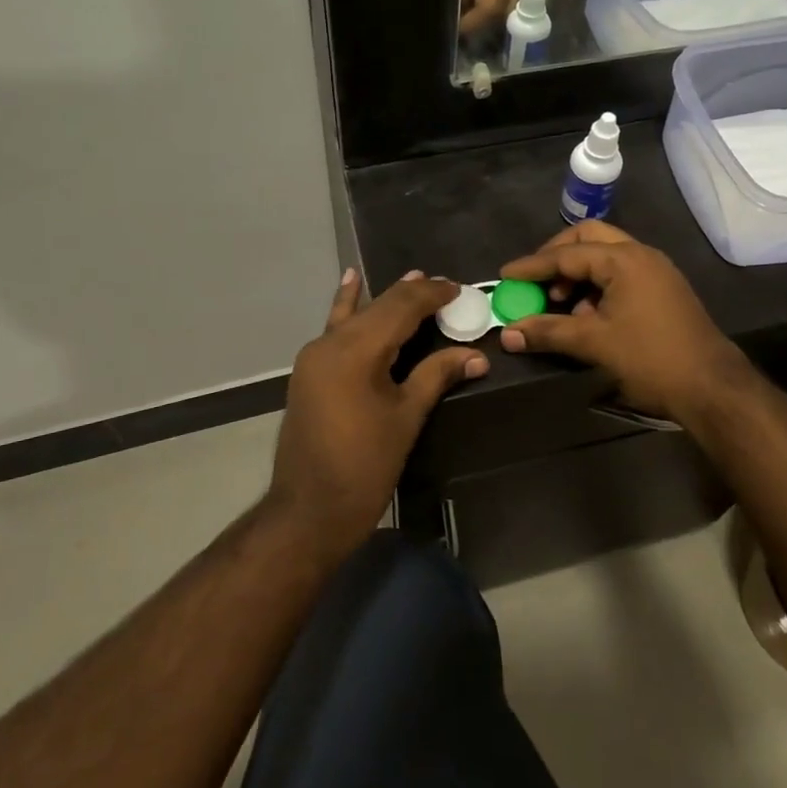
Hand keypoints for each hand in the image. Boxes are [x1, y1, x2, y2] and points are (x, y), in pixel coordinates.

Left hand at [268, 269, 488, 560]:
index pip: (401, 307)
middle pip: (378, 307)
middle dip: (412, 295)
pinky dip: (349, 307)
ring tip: (411, 276)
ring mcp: (314, 355)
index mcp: (356, 350)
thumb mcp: (406, 418)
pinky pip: (335, 328)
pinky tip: (350, 283)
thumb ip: (437, 375)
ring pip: (356, 314)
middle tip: (444, 287)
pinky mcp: (309, 370)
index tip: (459, 289)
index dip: (431, 295)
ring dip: (385, 299)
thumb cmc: (364, 466)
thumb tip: (477, 355)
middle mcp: (330, 342)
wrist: (309, 510)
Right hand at [498, 222, 752, 425]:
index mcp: (623, 259)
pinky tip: (588, 315)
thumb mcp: (593, 344)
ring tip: (560, 303)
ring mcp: (656, 270)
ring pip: (606, 255)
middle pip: (588, 239)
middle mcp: (640, 255)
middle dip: (557, 256)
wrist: (712, 387)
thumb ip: (548, 332)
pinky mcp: (663, 289)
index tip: (505, 275)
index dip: (532, 266)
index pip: (566, 254)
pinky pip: (621, 273)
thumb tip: (508, 333)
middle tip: (535, 280)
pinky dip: (598, 285)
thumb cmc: (650, 359)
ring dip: (578, 273)